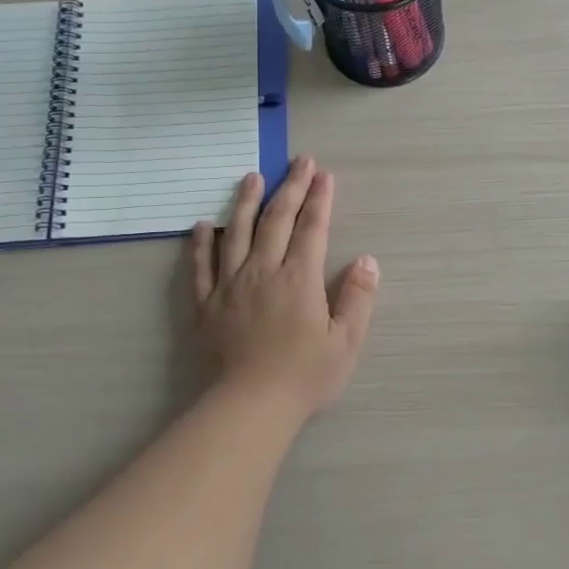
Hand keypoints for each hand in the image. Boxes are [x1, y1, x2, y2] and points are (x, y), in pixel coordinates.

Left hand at [192, 158, 378, 419]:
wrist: (249, 406)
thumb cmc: (304, 376)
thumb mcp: (346, 342)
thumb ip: (358, 298)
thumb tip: (367, 261)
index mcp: (299, 278)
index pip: (311, 228)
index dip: (319, 199)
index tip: (324, 175)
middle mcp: (263, 271)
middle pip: (276, 220)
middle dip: (290, 188)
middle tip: (299, 162)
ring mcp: (230, 286)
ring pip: (237, 233)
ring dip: (246, 202)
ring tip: (251, 176)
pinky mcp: (207, 305)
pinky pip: (201, 267)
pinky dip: (201, 243)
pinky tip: (202, 225)